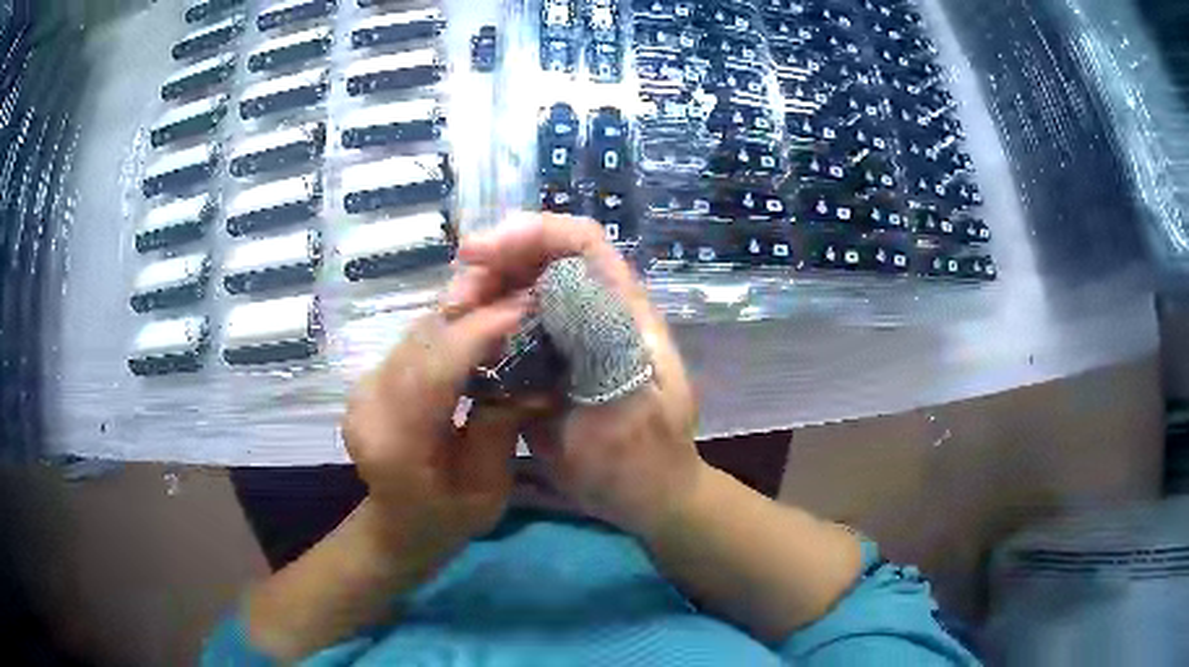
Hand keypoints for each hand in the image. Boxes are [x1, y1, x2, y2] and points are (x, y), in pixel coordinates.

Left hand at [342, 291, 529, 563]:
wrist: (400, 524)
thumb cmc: (449, 518)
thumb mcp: (488, 488)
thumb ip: (501, 429)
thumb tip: (536, 380)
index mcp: (396, 445)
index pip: (433, 371)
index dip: (477, 333)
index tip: (524, 307)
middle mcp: (369, 407)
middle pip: (420, 342)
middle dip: (474, 315)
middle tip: (525, 303)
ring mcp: (362, 389)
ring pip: (416, 334)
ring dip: (462, 319)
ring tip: (507, 315)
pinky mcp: (368, 380)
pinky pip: (412, 342)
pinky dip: (448, 331)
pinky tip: (477, 334)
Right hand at [457, 214, 706, 535]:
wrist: (642, 497)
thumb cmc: (646, 460)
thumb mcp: (632, 410)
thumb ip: (605, 348)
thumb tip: (558, 287)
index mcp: (623, 311)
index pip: (581, 242)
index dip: (531, 233)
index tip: (478, 252)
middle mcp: (591, 312)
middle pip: (539, 259)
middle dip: (492, 264)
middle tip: (455, 299)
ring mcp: (563, 337)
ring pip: (516, 291)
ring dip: (479, 295)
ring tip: (450, 319)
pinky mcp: (541, 364)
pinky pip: (505, 330)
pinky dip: (477, 329)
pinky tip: (457, 345)